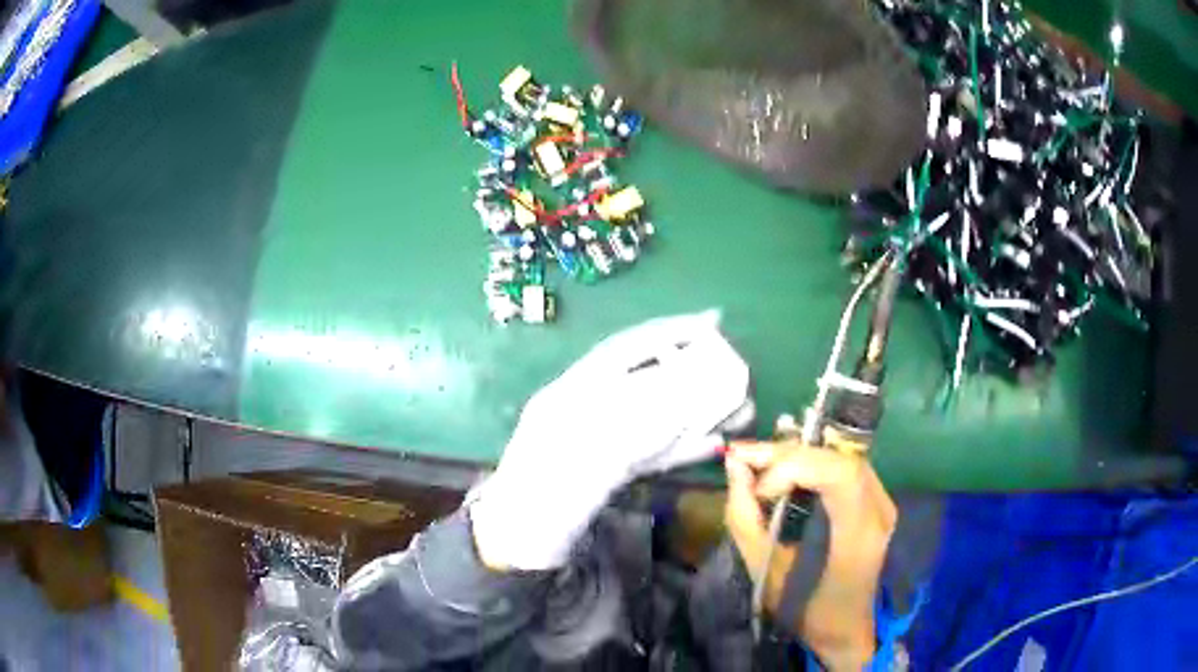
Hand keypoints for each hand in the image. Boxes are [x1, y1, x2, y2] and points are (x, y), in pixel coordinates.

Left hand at [471, 311, 751, 570]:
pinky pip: (651, 453)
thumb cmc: (535, 509)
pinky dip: (683, 446)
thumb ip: (630, 429)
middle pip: (648, 381)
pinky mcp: (609, 474)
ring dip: (698, 412)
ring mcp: (599, 442)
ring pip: (656, 417)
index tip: (712, 322)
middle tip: (739, 369)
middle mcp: (586, 410)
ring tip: (741, 408)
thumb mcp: (579, 465)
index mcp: (570, 395)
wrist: (515, 553)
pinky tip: (715, 442)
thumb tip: (685, 391)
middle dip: (695, 372)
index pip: (626, 350)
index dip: (668, 332)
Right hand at [724, 439, 895, 670]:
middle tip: (741, 457)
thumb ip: (746, 519)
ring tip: (755, 461)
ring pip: (840, 456)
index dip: (795, 466)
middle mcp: (880, 510)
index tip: (759, 490)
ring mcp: (883, 502)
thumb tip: (734, 467)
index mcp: (858, 535)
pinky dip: (809, 463)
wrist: (845, 628)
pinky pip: (841, 467)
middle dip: (787, 453)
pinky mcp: (877, 500)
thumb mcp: (765, 574)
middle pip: (838, 458)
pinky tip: (781, 469)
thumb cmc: (804, 610)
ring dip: (796, 455)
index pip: (839, 473)